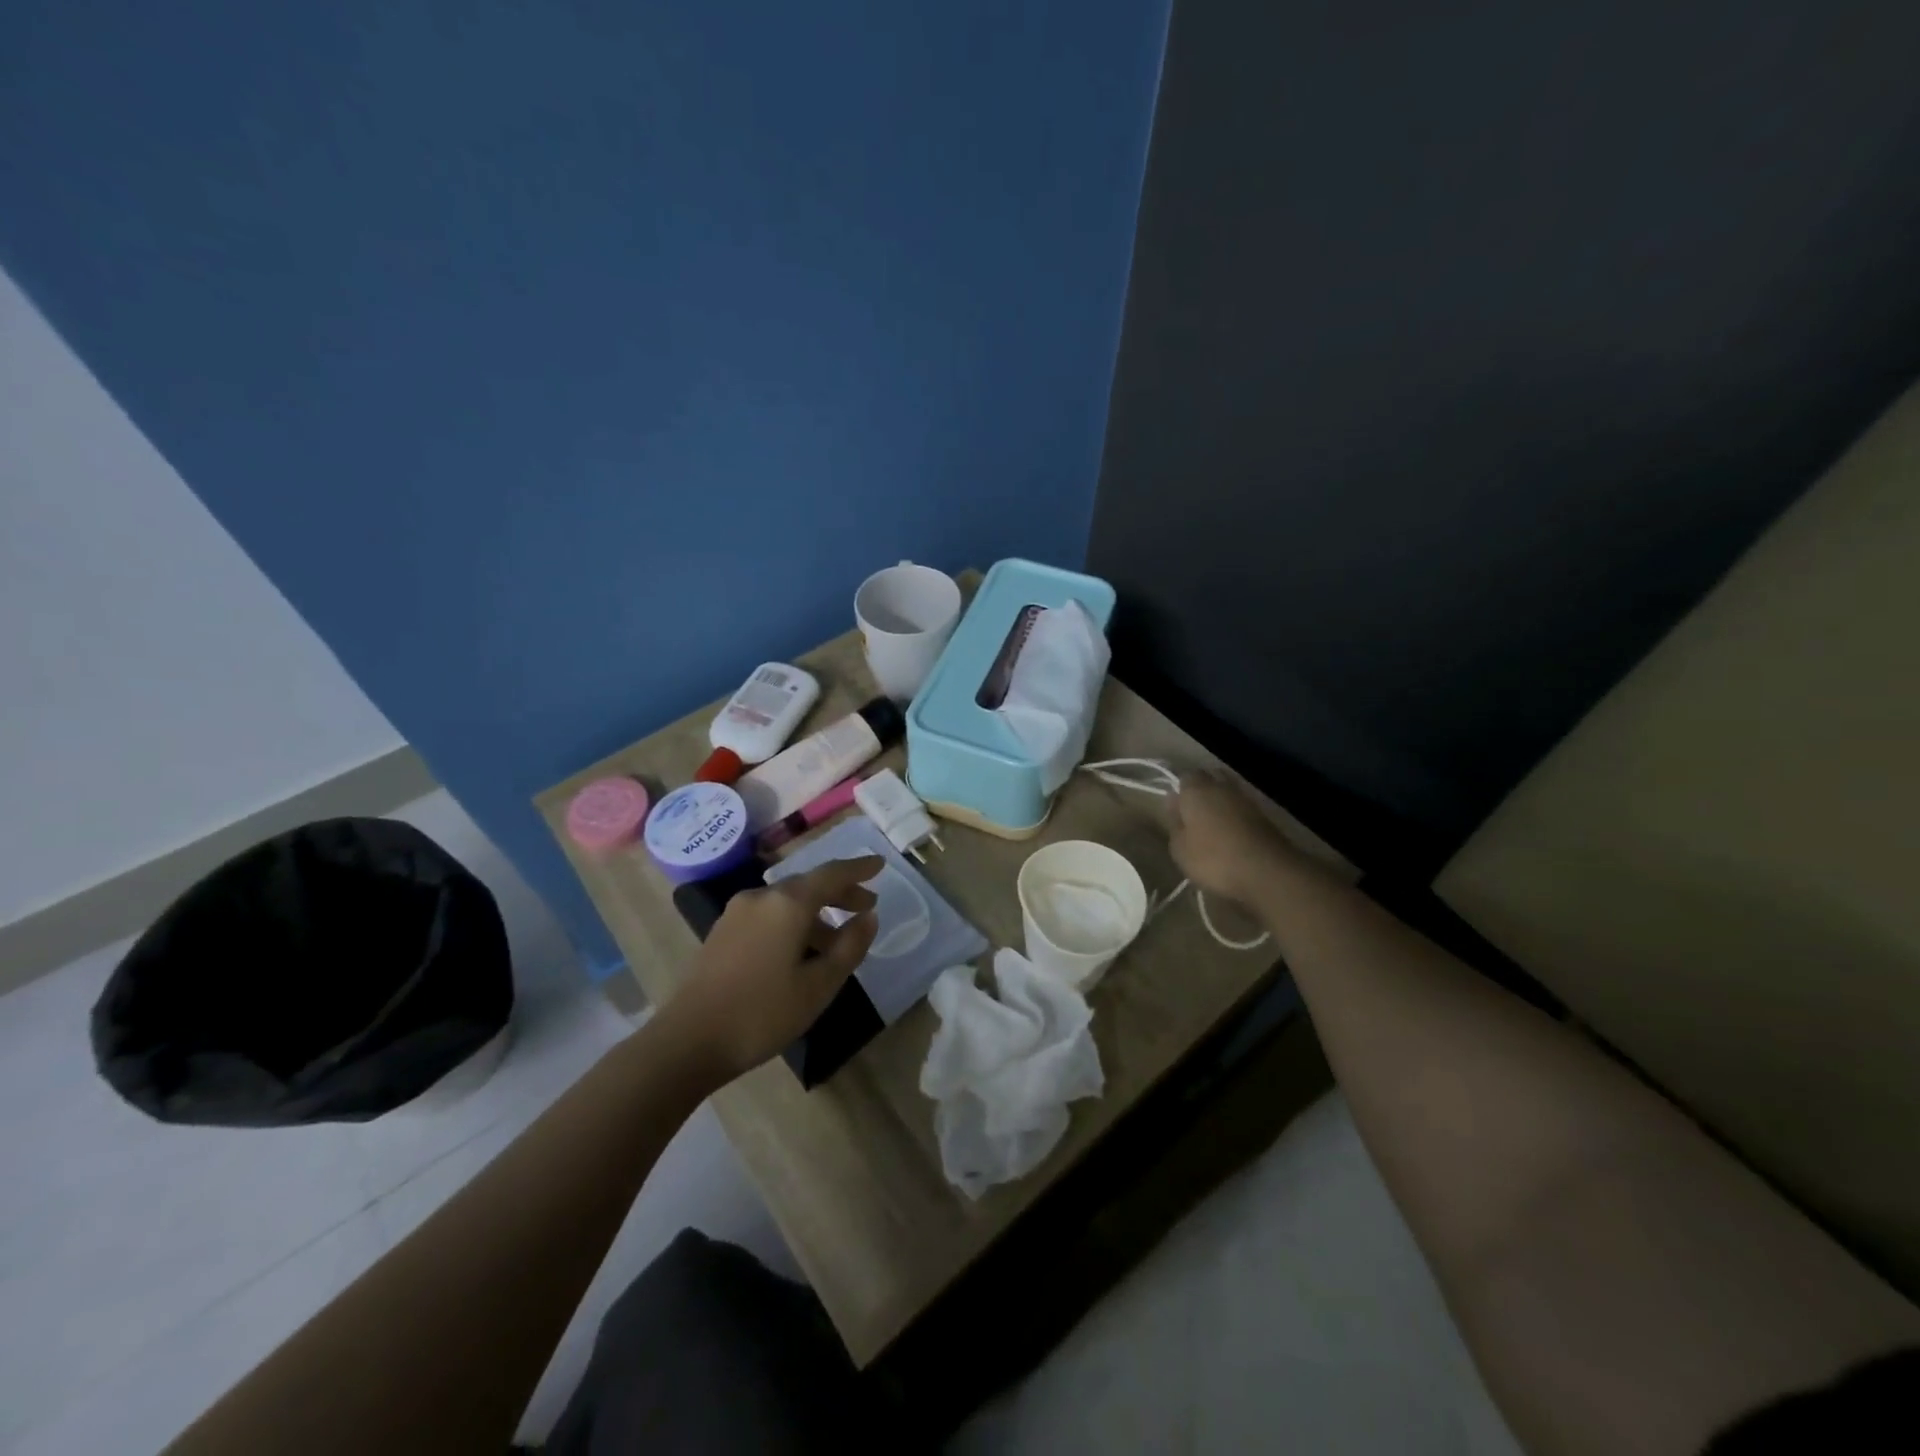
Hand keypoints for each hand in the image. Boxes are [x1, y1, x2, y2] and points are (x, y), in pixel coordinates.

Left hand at [664, 856, 881, 1083]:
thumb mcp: (818, 985)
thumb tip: (869, 917)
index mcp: (787, 903)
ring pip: (787, 903)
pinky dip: (793, 923)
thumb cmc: (762, 1013)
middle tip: (866, 907)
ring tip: (838, 941)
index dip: (859, 869)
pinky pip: (769, 915)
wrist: (687, 1042)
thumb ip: (850, 947)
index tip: (880, 865)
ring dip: (817, 914)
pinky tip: (801, 951)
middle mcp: (761, 897)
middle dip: (840, 893)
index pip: (832, 874)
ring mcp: (737, 913)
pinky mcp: (723, 932)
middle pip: (809, 885)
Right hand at [1170, 770, 1298, 905]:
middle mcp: (1221, 786)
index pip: (1184, 776)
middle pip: (1209, 776)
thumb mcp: (1180, 848)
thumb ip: (1174, 822)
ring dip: (1221, 800)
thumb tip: (1174, 802)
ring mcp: (1246, 798)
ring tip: (1212, 822)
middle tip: (1193, 811)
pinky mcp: (1264, 814)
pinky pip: (1243, 806)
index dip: (1179, 790)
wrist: (1267, 871)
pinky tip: (1231, 831)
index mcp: (1196, 789)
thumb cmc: (1213, 859)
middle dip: (1201, 788)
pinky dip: (1236, 813)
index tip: (1175, 808)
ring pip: (1228, 790)